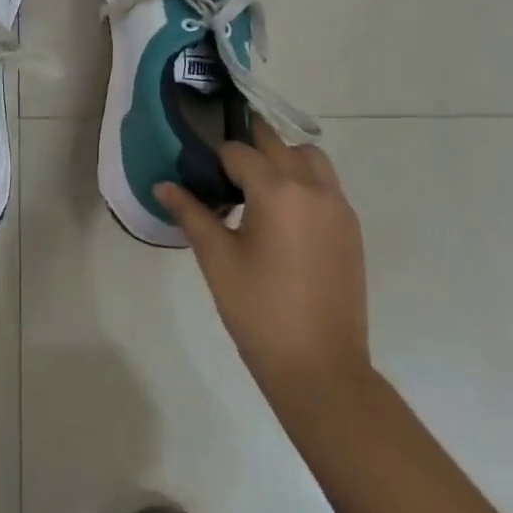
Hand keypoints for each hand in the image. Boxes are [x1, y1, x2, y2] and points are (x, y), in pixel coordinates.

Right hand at [156, 122, 373, 425]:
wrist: (321, 369)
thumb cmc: (260, 312)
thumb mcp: (217, 260)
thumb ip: (191, 213)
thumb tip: (162, 185)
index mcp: (277, 191)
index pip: (238, 151)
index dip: (214, 158)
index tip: (199, 172)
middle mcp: (312, 187)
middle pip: (276, 143)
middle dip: (248, 146)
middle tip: (222, 168)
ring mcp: (337, 206)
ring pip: (308, 157)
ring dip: (282, 158)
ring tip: (257, 188)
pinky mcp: (350, 227)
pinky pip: (326, 183)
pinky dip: (303, 180)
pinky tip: (283, 214)